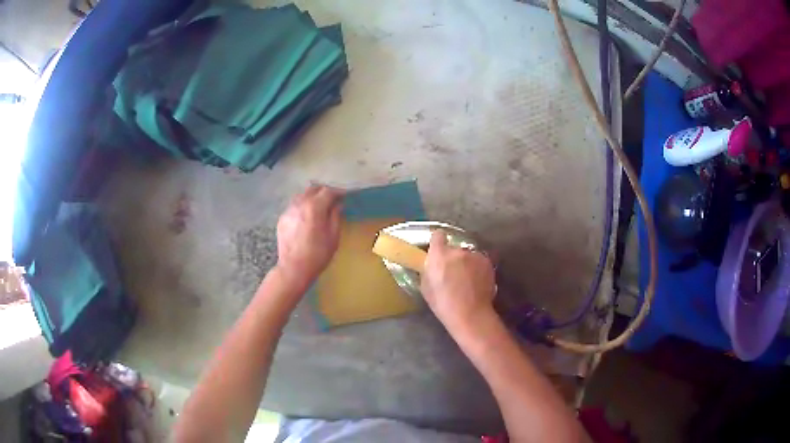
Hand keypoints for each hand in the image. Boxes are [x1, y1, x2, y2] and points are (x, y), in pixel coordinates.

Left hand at [276, 185, 343, 288]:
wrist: (293, 268)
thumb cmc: (318, 254)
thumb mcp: (333, 236)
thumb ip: (335, 216)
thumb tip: (338, 205)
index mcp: (314, 207)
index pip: (328, 191)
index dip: (338, 192)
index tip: (344, 196)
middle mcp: (300, 204)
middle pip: (313, 189)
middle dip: (324, 191)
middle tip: (333, 199)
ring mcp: (289, 210)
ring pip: (302, 196)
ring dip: (312, 198)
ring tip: (319, 207)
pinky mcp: (282, 218)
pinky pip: (294, 206)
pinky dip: (302, 207)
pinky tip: (306, 218)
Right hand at [421, 230, 495, 330]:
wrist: (470, 313)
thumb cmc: (443, 303)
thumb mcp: (426, 287)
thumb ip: (428, 270)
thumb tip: (431, 266)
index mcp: (439, 255)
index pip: (438, 235)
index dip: (438, 241)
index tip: (438, 248)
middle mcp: (458, 251)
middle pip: (455, 248)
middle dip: (453, 257)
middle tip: (453, 273)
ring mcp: (475, 256)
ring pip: (468, 256)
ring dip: (467, 263)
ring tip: (467, 280)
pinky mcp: (487, 263)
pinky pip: (479, 262)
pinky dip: (478, 269)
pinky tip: (477, 283)